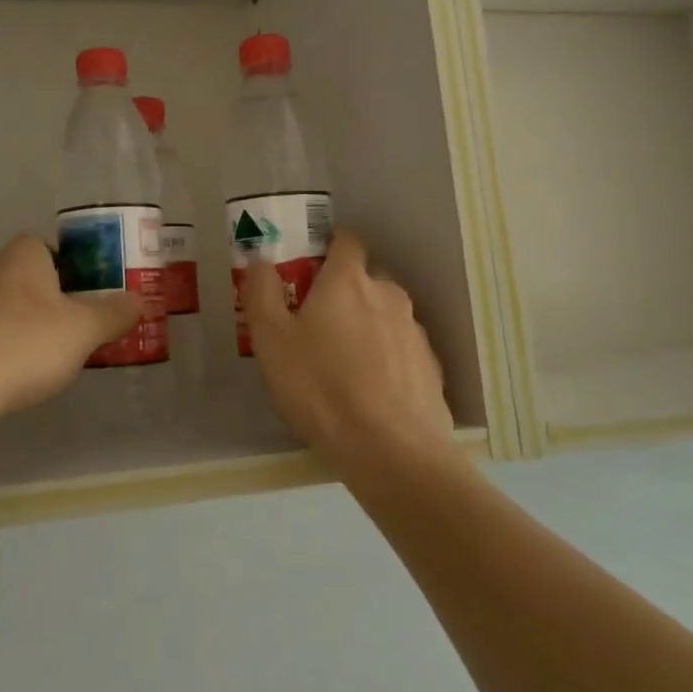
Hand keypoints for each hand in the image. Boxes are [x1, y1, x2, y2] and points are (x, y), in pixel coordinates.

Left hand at [0, 236, 141, 419]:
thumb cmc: (26, 344)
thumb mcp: (84, 329)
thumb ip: (114, 312)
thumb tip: (140, 300)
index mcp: (21, 255)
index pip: (51, 247)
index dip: (75, 268)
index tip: (92, 296)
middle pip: (31, 278)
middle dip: (55, 300)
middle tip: (79, 327)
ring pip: (8, 307)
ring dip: (29, 325)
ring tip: (51, 357)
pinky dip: (5, 347)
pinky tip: (18, 374)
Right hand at [245, 229, 455, 475]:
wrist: (392, 451)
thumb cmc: (321, 387)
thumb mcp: (271, 341)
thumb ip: (262, 292)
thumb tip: (261, 259)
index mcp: (348, 280)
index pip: (345, 241)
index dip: (328, 247)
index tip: (309, 268)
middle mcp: (388, 294)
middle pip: (366, 278)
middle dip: (345, 291)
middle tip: (318, 323)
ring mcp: (414, 331)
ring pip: (386, 315)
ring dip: (367, 326)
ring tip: (344, 363)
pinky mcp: (431, 367)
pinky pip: (402, 349)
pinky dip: (387, 358)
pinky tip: (371, 391)